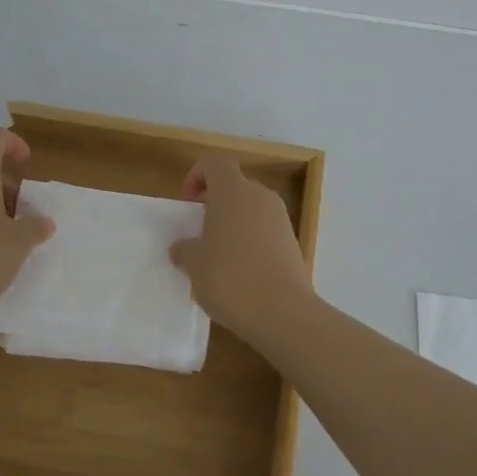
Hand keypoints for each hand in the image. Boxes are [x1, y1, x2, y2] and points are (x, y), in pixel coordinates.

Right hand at [168, 153, 312, 332]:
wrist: (282, 312)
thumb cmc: (230, 278)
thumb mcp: (194, 265)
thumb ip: (185, 249)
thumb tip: (183, 248)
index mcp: (234, 191)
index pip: (215, 163)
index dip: (197, 176)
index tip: (188, 205)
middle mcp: (260, 197)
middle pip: (234, 187)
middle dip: (214, 205)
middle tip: (199, 235)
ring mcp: (281, 219)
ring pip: (250, 210)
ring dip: (232, 226)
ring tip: (217, 260)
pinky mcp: (293, 242)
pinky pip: (264, 231)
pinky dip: (250, 243)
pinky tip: (240, 275)